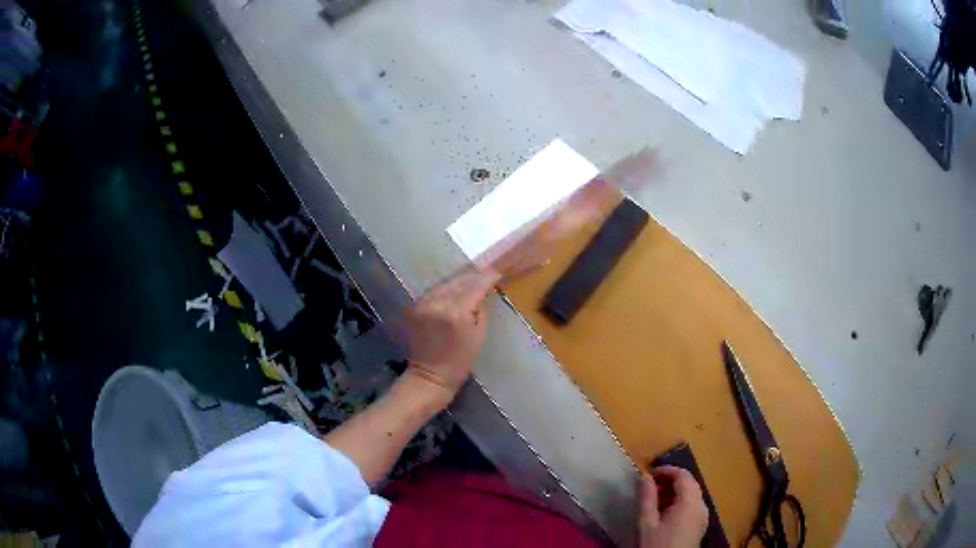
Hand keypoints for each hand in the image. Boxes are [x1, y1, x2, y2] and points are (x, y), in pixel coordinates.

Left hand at [403, 268, 500, 397]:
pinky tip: (452, 296)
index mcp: (457, 312)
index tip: (496, 272)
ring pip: (445, 284)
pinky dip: (444, 291)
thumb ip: (481, 308)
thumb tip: (483, 291)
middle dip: (473, 278)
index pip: (475, 286)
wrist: (430, 375)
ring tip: (469, 284)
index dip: (487, 277)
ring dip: (458, 283)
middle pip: (459, 281)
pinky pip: (434, 292)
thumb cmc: (460, 360)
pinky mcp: (414, 307)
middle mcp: (438, 302)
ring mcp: (423, 303)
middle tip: (484, 276)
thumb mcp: (479, 335)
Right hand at [639, 466, 708, 547]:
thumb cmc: (656, 545)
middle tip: (648, 487)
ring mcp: (703, 515)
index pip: (682, 475)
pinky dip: (680, 502)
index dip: (666, 470)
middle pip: (689, 483)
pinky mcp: (700, 525)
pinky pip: (693, 505)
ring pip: (692, 494)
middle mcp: (702, 505)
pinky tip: (664, 513)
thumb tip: (645, 476)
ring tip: (653, 500)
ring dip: (674, 491)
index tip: (647, 474)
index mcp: (690, 501)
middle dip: (670, 480)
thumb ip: (647, 497)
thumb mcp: (646, 522)